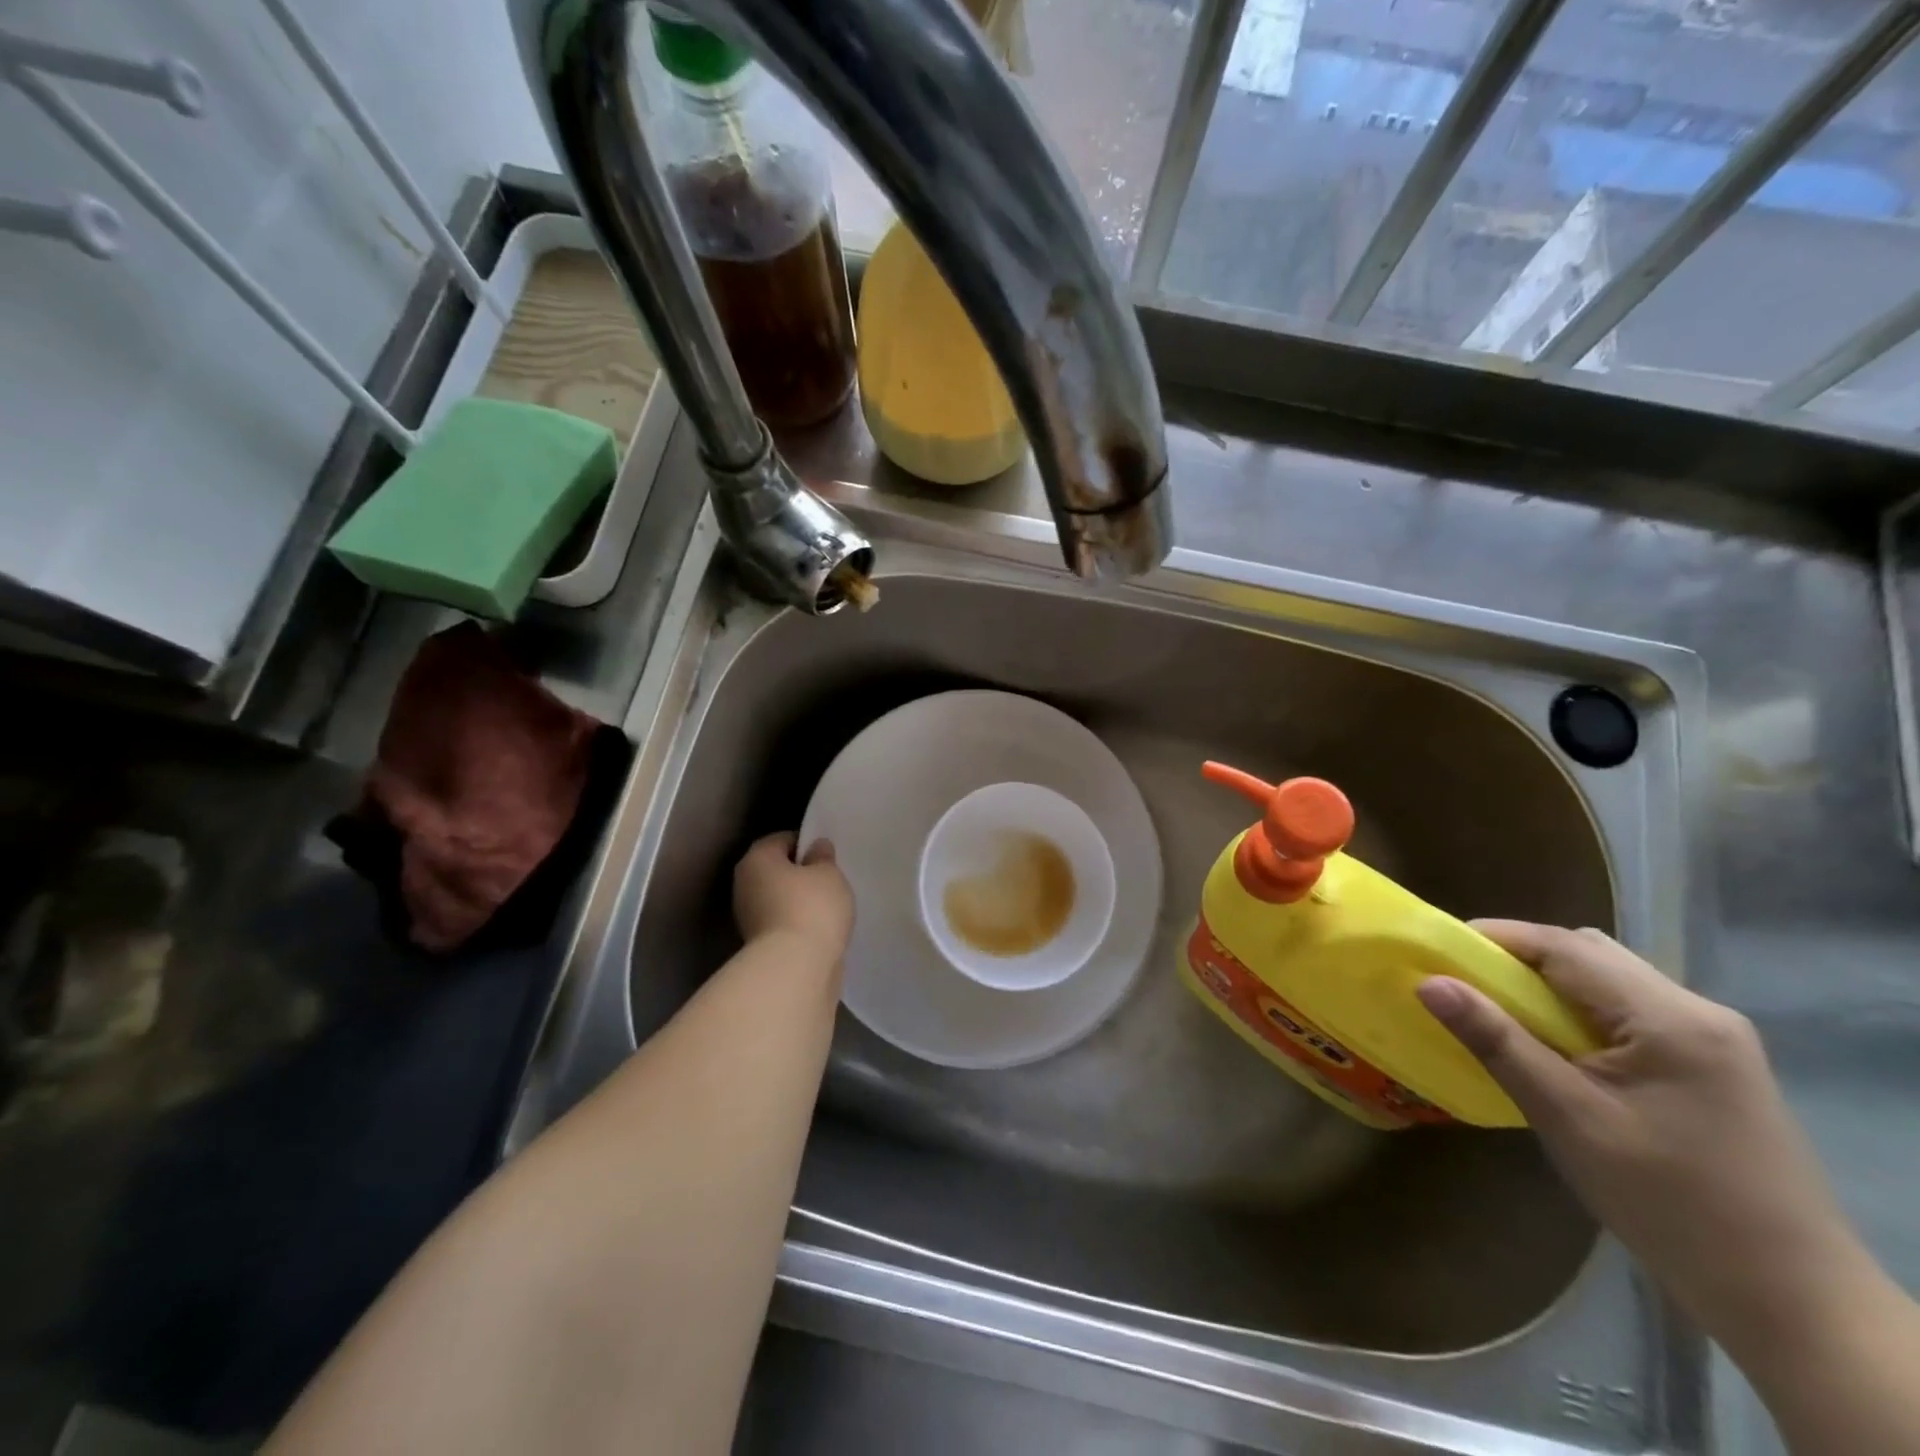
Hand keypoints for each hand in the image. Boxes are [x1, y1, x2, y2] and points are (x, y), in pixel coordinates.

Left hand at [732, 832, 853, 960]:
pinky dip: (798, 923)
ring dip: (799, 900)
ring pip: (779, 898)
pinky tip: (820, 928)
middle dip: (800, 873)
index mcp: (756, 859)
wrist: (795, 969)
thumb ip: (823, 857)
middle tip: (829, 879)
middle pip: (776, 870)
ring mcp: (748, 917)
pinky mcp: (758, 945)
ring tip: (829, 907)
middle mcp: (744, 884)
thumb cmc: (812, 908)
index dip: (806, 843)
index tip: (827, 855)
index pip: (782, 840)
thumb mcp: (829, 873)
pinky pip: (782, 922)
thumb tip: (816, 848)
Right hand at [1416, 922, 1861, 1358]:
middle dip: (1521, 959)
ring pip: (1611, 982)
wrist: (1790, 1302)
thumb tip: (1429, 982)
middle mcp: (1699, 1012)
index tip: (1438, 950)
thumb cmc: (1667, 1203)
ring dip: (1551, 986)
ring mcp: (1715, 1040)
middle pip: (1591, 954)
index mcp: (1670, 1018)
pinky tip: (1557, 1047)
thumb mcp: (1567, 1116)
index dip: (1497, 938)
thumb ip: (1497, 1041)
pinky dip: (1580, 1012)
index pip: (1566, 947)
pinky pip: (1631, 1013)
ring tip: (1501, 1014)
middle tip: (1466, 984)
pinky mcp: (1715, 1067)